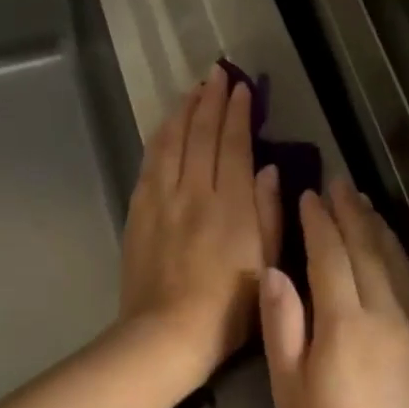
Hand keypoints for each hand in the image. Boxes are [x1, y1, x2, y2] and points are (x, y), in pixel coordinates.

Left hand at [120, 65, 282, 381]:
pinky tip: (165, 127)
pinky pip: (150, 163)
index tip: (242, 88)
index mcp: (232, 205)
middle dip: (211, 100)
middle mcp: (195, 192)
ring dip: (183, 112)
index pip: (235, 145)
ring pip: (172, 142)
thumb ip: (269, 213)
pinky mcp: (139, 211)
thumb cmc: (228, 309)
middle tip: (218, 74)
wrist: (166, 333)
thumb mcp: (265, 264)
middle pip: (202, 135)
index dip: (239, 113)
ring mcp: (162, 199)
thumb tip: (269, 169)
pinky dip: (160, 138)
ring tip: (192, 90)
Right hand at [259, 178, 408, 407]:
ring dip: (376, 228)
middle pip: (366, 249)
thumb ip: (283, 325)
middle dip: (350, 213)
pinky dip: (397, 255)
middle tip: (338, 182)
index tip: (308, 193)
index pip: (330, 256)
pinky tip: (391, 250)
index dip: (318, 223)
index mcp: (345, 321)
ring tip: (363, 203)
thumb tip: (273, 272)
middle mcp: (384, 313)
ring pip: (394, 262)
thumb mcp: (289, 388)